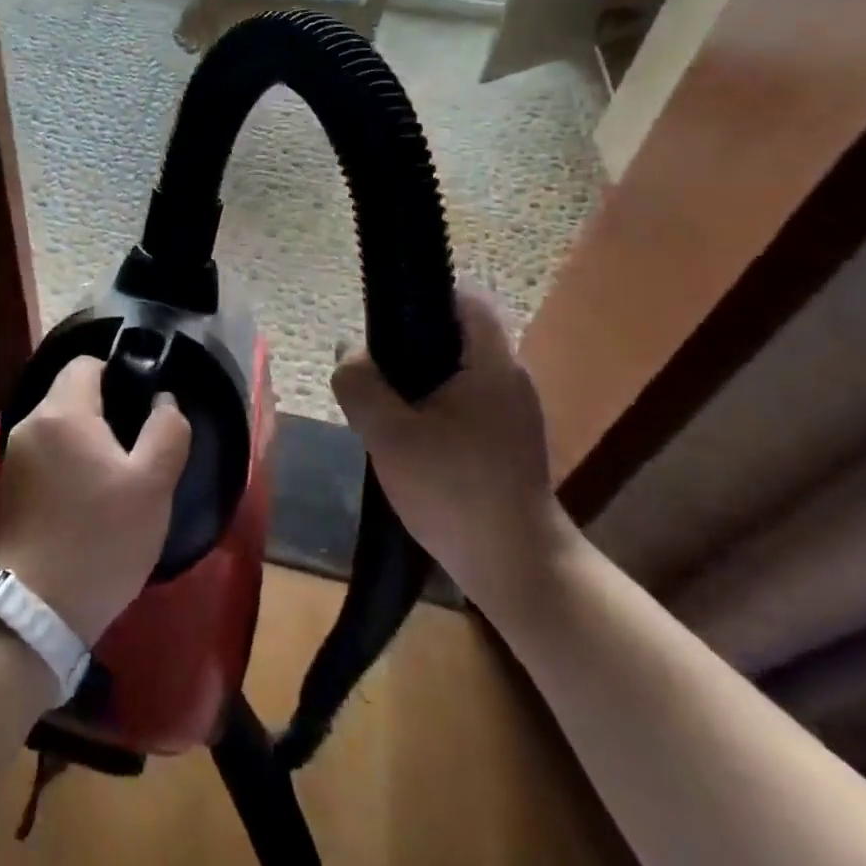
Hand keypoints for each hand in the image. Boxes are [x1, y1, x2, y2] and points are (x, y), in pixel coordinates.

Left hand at [0, 357, 192, 646]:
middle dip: (103, 408)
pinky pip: (43, 452)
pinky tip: (85, 497)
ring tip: (113, 474)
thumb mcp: (153, 485)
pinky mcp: (7, 488)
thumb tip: (163, 399)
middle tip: (134, 445)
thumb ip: (167, 429)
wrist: (37, 614)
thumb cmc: (102, 540)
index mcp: (62, 412)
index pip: (86, 362)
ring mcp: (12, 457)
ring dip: (84, 437)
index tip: (141, 406)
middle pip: (69, 391)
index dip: (119, 373)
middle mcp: (29, 424)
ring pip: (56, 424)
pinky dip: (65, 460)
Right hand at [331, 287, 574, 613]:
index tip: (385, 321)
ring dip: (420, 381)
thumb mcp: (389, 436)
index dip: (424, 296)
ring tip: (384, 408)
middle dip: (410, 346)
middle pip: (456, 335)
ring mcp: (514, 412)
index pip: (466, 297)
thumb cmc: (455, 492)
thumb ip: (360, 386)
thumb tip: (347, 352)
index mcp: (492, 363)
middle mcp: (510, 378)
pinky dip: (435, 408)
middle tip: (375, 373)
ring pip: (457, 372)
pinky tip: (410, 440)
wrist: (517, 569)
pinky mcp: (509, 441)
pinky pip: (465, 402)